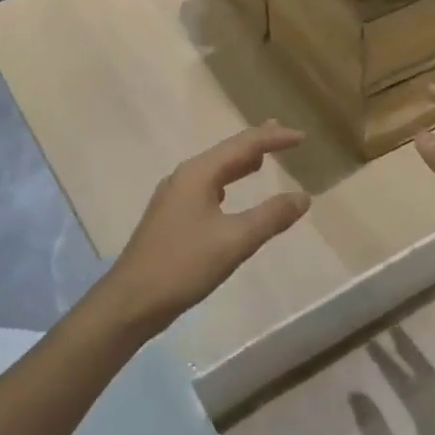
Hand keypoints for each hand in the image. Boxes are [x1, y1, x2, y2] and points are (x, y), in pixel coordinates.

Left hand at [100, 122, 309, 338]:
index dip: (273, 138)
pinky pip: (205, 187)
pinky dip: (226, 182)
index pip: (243, 145)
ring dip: (239, 162)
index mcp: (198, 174)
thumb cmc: (183, 265)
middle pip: (226, 151)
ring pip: (214, 170)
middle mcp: (184, 177)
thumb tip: (303, 197)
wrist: (131, 300)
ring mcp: (174, 196)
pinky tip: (228, 193)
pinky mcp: (170, 217)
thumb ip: (270, 217)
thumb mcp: (234, 241)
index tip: (302, 137)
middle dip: (255, 143)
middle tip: (282, 134)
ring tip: (262, 158)